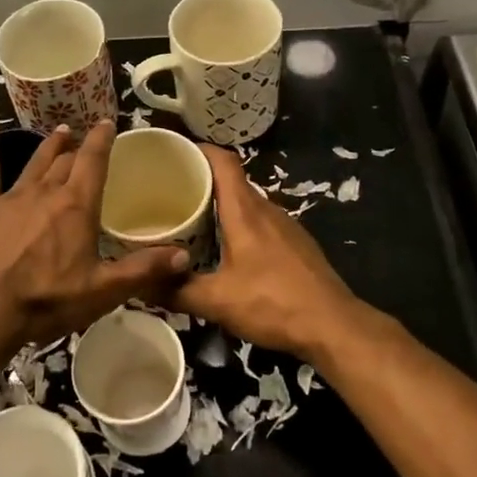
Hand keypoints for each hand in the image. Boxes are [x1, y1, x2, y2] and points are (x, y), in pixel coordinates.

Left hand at [0, 114, 189, 346]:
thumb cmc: (47, 300)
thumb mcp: (102, 291)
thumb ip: (142, 270)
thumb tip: (184, 253)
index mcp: (77, 206)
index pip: (94, 161)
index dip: (102, 140)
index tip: (108, 123)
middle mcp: (46, 192)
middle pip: (66, 161)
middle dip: (78, 148)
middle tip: (84, 139)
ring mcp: (11, 198)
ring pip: (35, 162)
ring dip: (49, 146)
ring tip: (59, 131)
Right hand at [171, 145, 360, 362]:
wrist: (335, 327)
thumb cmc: (273, 303)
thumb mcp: (218, 302)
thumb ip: (177, 291)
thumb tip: (141, 285)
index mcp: (245, 210)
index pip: (223, 160)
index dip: (199, 150)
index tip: (174, 154)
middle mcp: (266, 209)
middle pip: (232, 181)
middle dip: (202, 181)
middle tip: (171, 194)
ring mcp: (285, 225)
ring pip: (247, 203)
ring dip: (222, 206)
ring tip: (194, 221)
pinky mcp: (297, 244)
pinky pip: (261, 222)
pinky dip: (240, 225)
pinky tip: (229, 251)